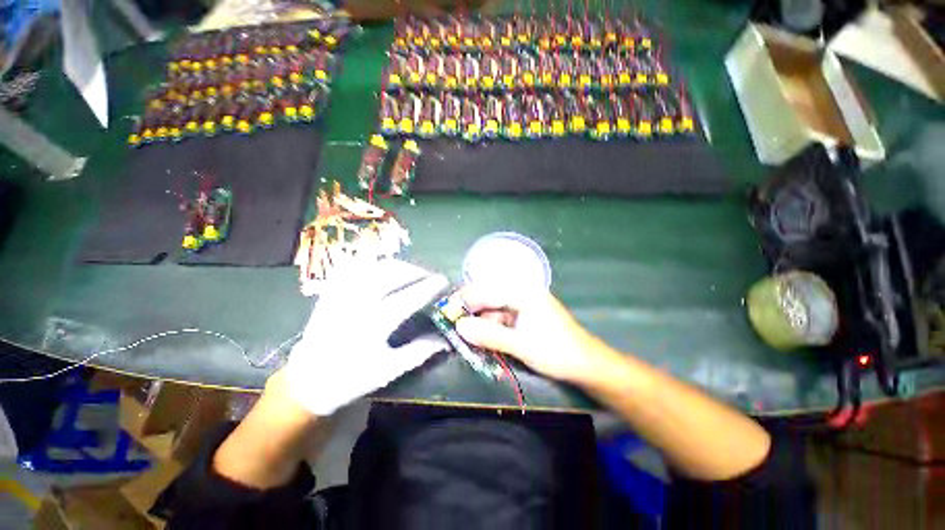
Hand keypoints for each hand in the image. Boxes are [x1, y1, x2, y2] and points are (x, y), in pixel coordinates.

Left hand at [285, 259, 447, 415]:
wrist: (307, 380)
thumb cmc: (350, 378)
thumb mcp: (389, 370)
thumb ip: (419, 352)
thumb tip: (446, 340)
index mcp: (374, 325)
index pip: (409, 297)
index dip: (430, 287)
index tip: (444, 281)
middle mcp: (357, 303)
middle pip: (392, 273)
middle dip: (416, 270)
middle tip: (430, 275)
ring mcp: (342, 293)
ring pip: (374, 266)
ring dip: (398, 265)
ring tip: (412, 271)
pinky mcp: (331, 290)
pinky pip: (355, 267)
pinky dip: (374, 264)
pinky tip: (384, 268)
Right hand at [455, 285, 616, 385]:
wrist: (586, 365)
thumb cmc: (556, 352)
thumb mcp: (520, 345)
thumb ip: (488, 335)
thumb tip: (458, 326)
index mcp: (522, 293)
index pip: (486, 291)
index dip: (464, 301)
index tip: (446, 313)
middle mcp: (521, 294)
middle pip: (488, 299)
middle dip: (470, 314)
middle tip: (454, 329)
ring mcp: (522, 306)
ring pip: (492, 311)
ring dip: (480, 325)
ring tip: (468, 341)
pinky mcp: (523, 318)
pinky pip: (501, 320)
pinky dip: (491, 331)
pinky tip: (485, 343)